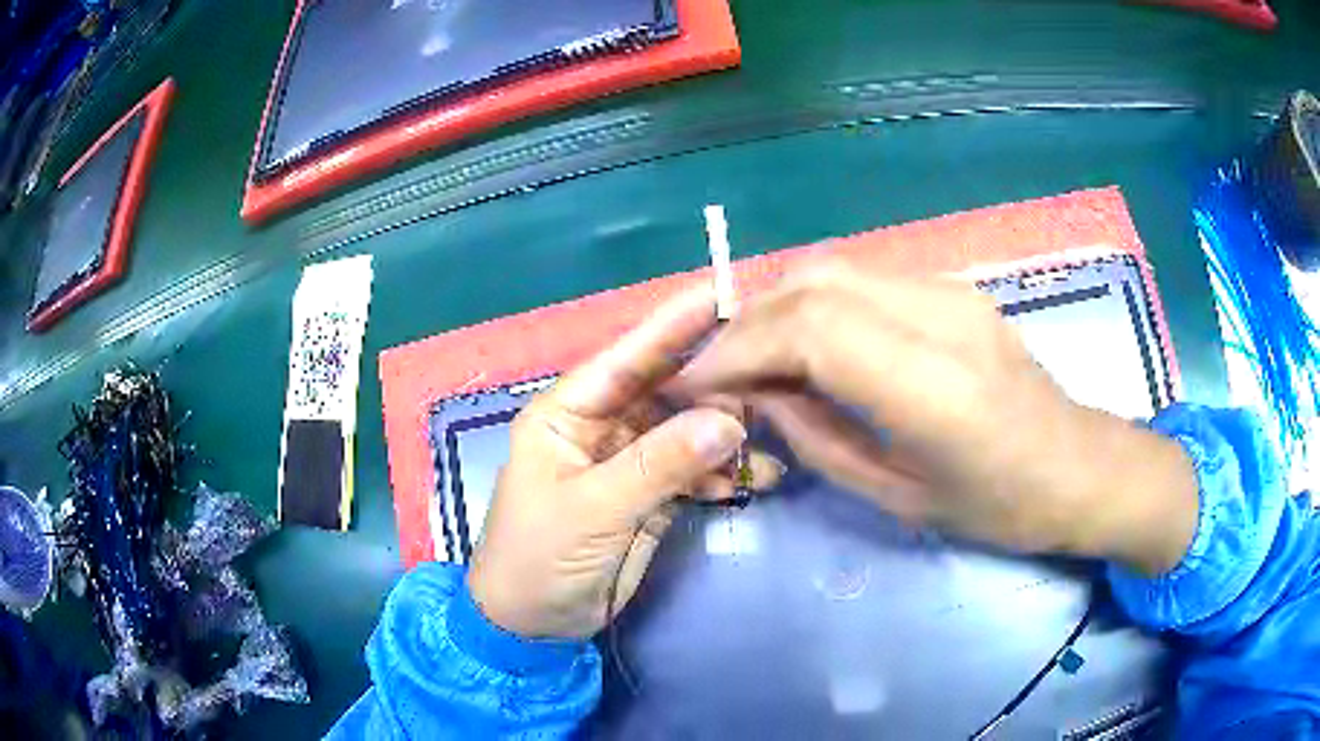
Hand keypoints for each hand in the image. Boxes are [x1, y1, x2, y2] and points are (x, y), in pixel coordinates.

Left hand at [466, 289, 781, 639]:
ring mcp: (629, 462)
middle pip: (666, 390)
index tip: (722, 293)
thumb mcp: (593, 509)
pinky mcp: (650, 496)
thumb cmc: (540, 557)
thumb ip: (659, 464)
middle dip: (715, 386)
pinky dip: (722, 475)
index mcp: (568, 412)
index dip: (672, 325)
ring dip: (727, 437)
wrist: (533, 625)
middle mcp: (601, 426)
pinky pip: (694, 471)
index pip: (627, 358)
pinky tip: (753, 483)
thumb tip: (730, 421)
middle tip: (772, 378)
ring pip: (687, 431)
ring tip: (770, 441)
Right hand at [676, 262, 1198, 575]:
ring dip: (779, 309)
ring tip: (755, 359)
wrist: (1077, 465)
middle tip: (719, 372)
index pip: (811, 329)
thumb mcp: (898, 497)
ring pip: (834, 271)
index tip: (695, 383)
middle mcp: (940, 317)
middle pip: (815, 284)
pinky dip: (816, 305)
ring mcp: (950, 291)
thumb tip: (755, 395)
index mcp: (934, 387)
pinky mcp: (952, 287)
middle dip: (750, 323)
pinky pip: (863, 281)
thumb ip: (817, 438)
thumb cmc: (998, 507)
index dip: (740, 349)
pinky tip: (808, 345)